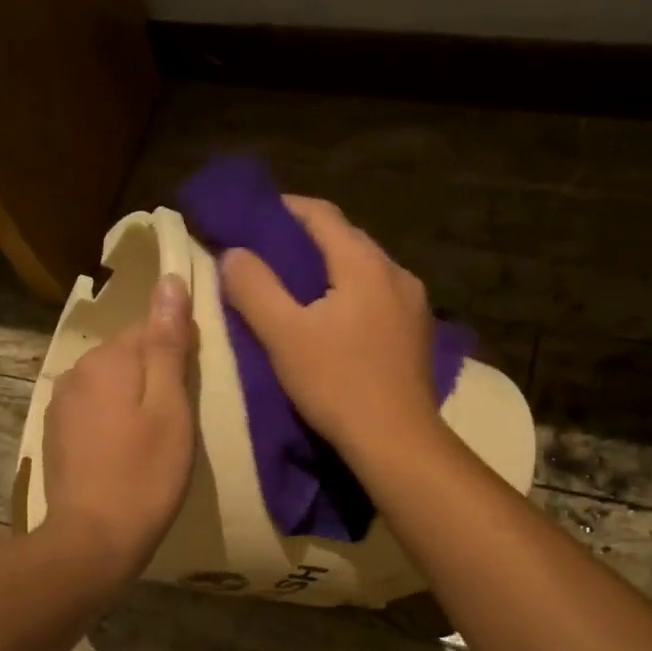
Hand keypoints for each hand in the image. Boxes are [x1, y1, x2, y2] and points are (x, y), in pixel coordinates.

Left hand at [42, 272, 196, 576]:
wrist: (93, 538)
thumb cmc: (145, 473)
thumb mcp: (170, 407)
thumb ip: (168, 344)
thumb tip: (169, 281)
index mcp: (107, 358)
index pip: (149, 329)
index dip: (177, 354)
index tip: (193, 388)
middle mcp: (76, 371)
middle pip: (126, 356)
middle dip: (153, 376)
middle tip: (177, 420)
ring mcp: (60, 404)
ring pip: (109, 385)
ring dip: (131, 400)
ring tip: (152, 439)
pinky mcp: (54, 434)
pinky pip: (92, 411)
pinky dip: (111, 422)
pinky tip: (124, 452)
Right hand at [220, 196, 440, 461]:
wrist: (396, 441)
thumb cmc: (336, 384)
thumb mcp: (283, 335)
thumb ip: (254, 288)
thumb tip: (234, 253)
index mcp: (364, 263)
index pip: (321, 214)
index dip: (284, 209)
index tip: (253, 217)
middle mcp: (396, 272)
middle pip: (346, 240)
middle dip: (306, 241)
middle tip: (268, 255)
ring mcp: (413, 304)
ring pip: (364, 270)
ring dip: (330, 271)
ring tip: (297, 289)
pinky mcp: (417, 334)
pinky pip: (378, 297)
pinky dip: (350, 296)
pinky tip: (334, 320)